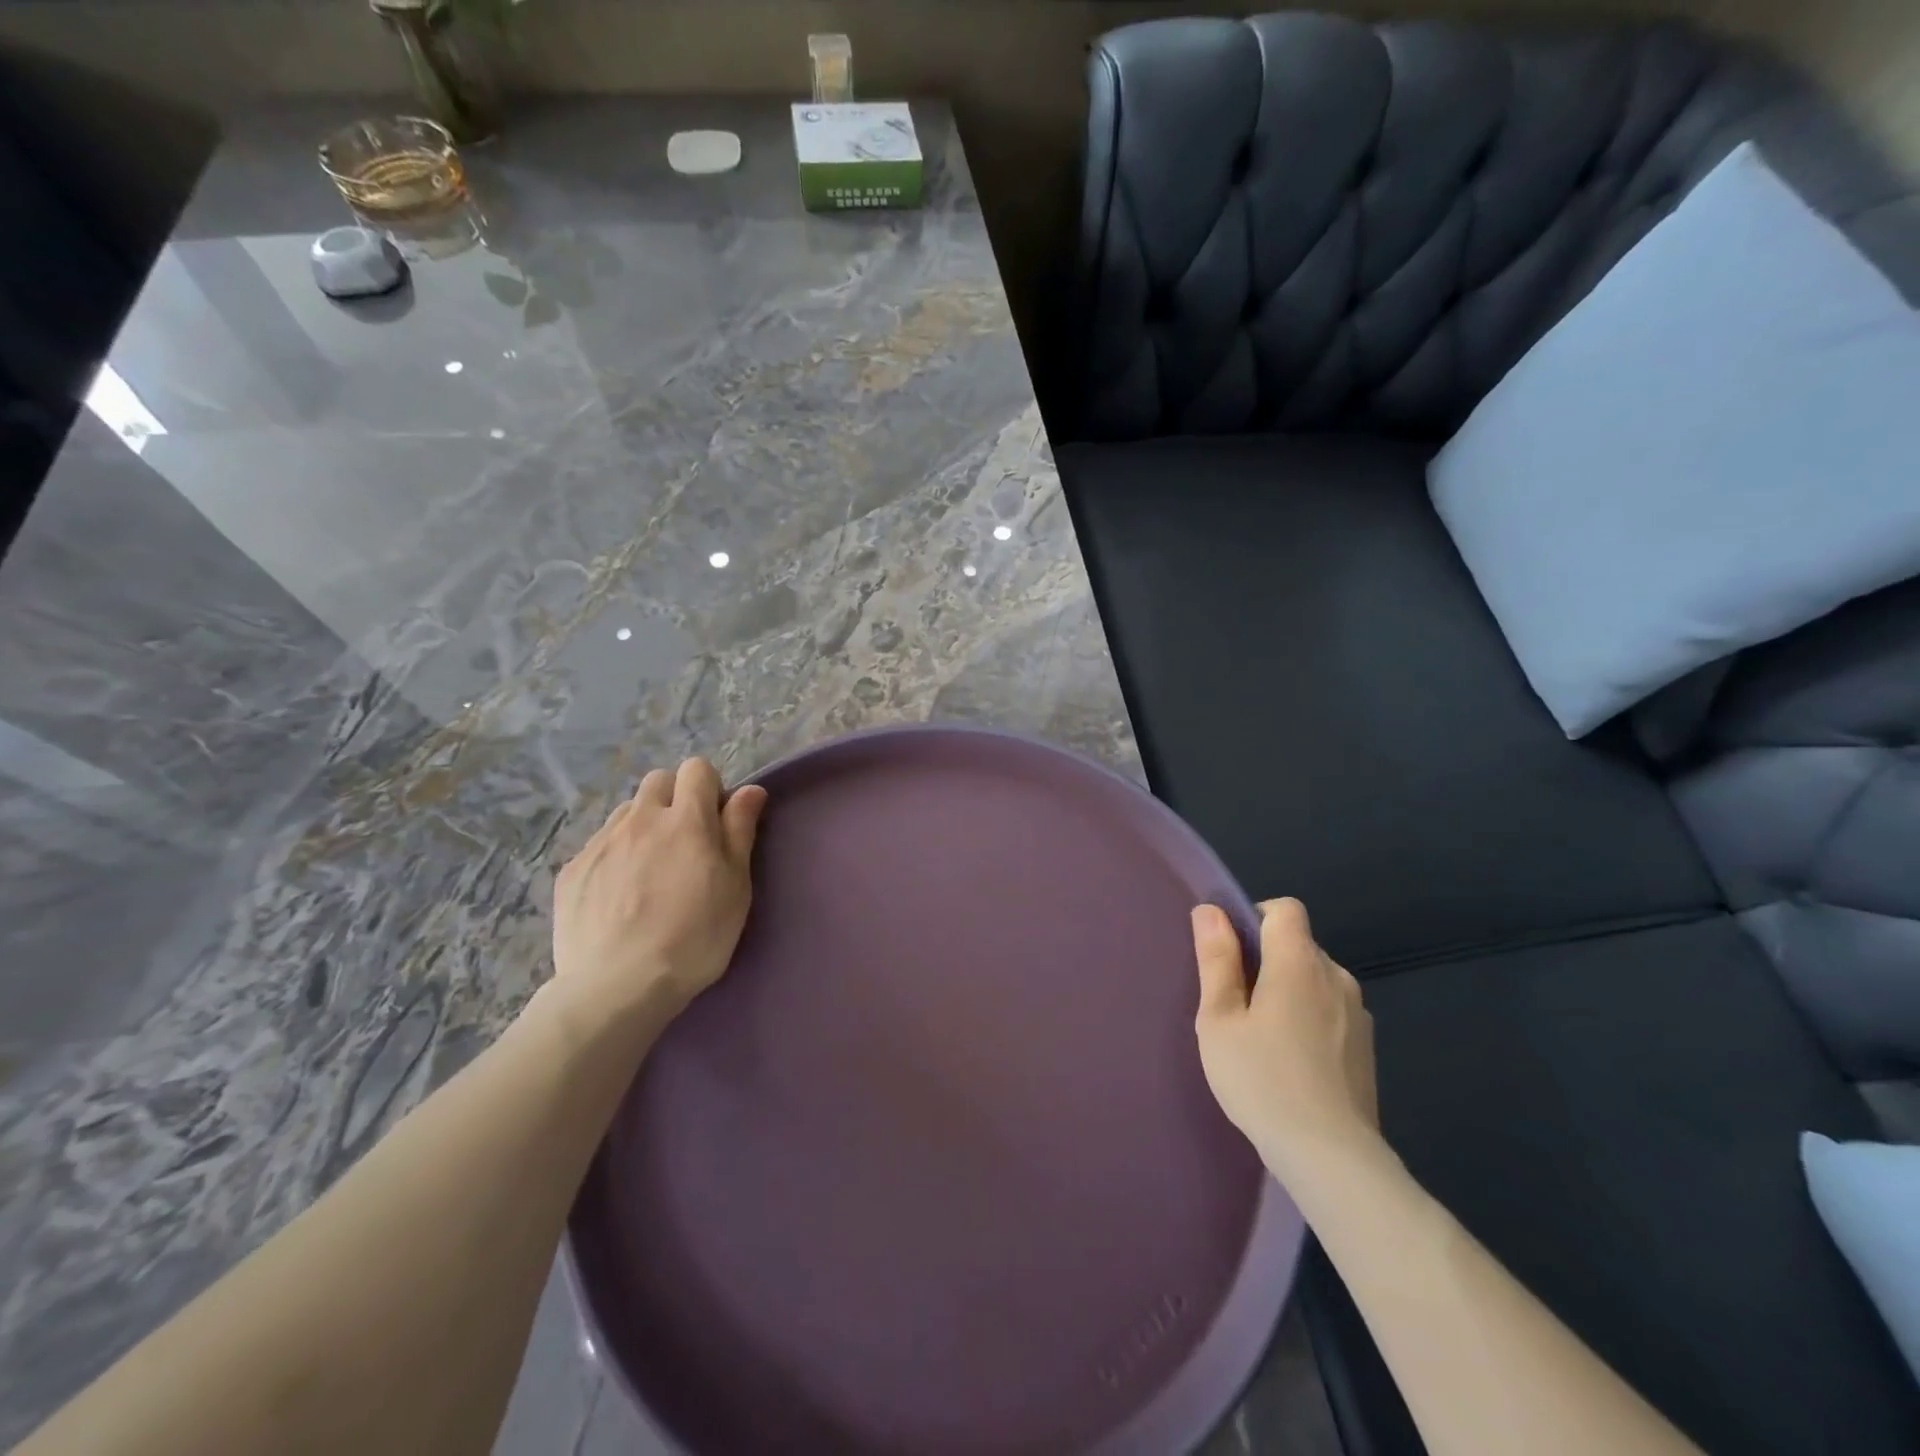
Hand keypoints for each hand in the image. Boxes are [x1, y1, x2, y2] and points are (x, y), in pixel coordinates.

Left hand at [551, 758, 767, 1028]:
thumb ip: (740, 830)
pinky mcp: (572, 871)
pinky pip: (599, 844)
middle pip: (657, 781)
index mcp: (686, 820)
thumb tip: (749, 790)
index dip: (710, 788)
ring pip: (626, 811)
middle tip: (685, 842)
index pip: (696, 769)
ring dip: (643, 825)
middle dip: (675, 799)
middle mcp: (640, 819)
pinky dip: (615, 855)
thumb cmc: (694, 937)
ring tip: (650, 869)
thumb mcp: (735, 886)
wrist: (617, 987)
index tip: (716, 822)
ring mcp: (600, 843)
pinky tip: (619, 895)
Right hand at [1192, 898, 1379, 1181]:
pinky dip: (1310, 1020)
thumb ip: (1216, 960)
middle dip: (1267, 961)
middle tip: (1237, 1007)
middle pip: (1298, 945)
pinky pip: (1331, 1011)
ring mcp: (1357, 1013)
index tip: (1233, 955)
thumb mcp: (1220, 1019)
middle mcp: (1336, 976)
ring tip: (1263, 1040)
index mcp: (1299, 962)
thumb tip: (1210, 910)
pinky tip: (1292, 1063)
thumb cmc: (1262, 1079)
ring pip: (1315, 980)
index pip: (1285, 909)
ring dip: (1289, 992)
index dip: (1255, 918)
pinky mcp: (1366, 1047)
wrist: (1331, 1157)